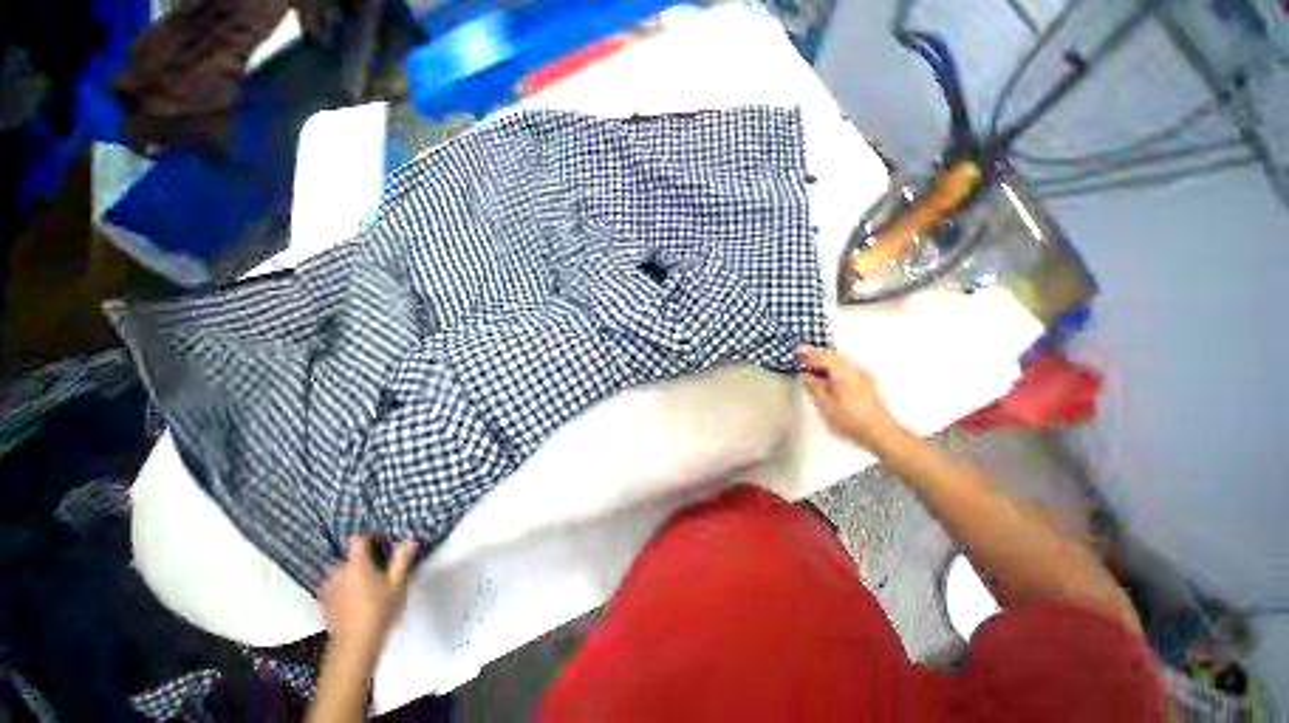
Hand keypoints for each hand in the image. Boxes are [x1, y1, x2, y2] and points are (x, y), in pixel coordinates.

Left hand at [320, 537, 417, 656]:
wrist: (354, 644)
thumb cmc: (379, 610)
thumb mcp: (397, 584)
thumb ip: (401, 560)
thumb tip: (409, 539)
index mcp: (357, 564)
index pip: (358, 540)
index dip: (370, 538)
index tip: (381, 542)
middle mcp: (338, 571)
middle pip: (350, 558)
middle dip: (362, 561)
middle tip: (378, 571)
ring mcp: (327, 587)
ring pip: (341, 573)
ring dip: (351, 575)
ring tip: (365, 586)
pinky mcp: (322, 602)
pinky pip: (333, 587)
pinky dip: (342, 588)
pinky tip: (353, 600)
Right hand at [797, 344, 910, 453]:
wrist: (881, 433)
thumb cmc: (852, 420)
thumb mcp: (824, 404)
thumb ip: (813, 387)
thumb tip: (807, 376)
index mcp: (844, 372)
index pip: (823, 357)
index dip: (809, 353)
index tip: (798, 350)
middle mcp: (855, 370)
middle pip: (834, 357)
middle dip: (818, 357)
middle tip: (804, 359)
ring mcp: (864, 377)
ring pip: (841, 364)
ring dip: (826, 365)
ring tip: (813, 371)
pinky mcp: (867, 385)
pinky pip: (847, 371)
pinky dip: (834, 371)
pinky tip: (828, 381)